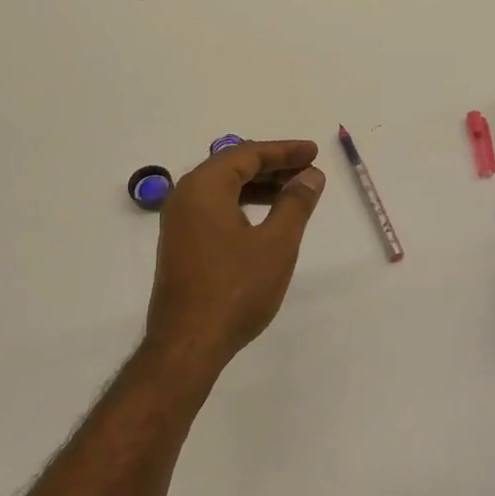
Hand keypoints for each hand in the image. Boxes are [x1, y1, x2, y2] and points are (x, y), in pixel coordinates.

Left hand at [144, 139, 326, 374]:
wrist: (188, 344)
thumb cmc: (236, 289)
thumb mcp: (276, 244)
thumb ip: (295, 203)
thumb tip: (310, 175)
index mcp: (204, 187)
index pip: (247, 154)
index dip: (284, 151)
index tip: (314, 152)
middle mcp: (185, 196)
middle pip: (233, 167)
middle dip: (273, 166)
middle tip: (308, 171)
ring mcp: (179, 223)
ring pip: (224, 190)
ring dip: (259, 187)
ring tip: (294, 193)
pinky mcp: (182, 245)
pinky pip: (215, 210)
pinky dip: (243, 206)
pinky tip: (266, 220)